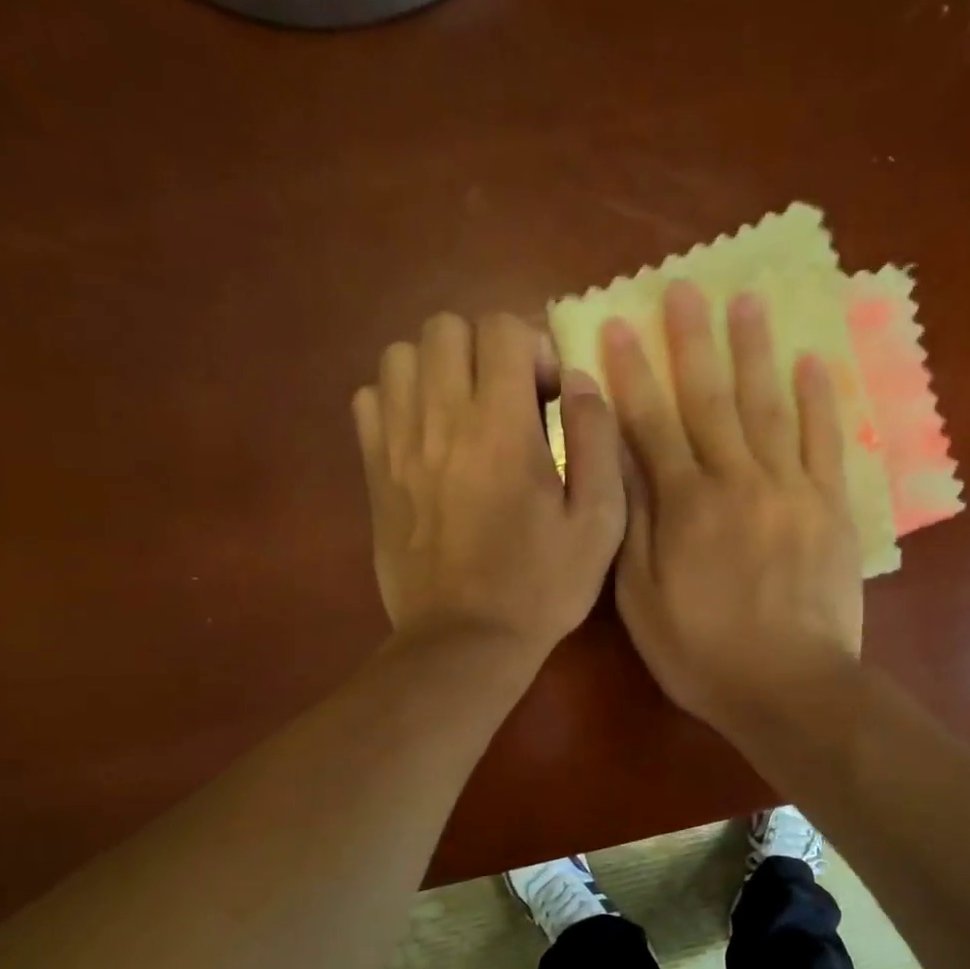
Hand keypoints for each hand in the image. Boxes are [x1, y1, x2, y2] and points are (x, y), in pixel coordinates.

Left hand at [353, 312, 624, 663]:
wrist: (465, 640)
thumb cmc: (542, 585)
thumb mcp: (599, 521)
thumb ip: (597, 439)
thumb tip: (579, 380)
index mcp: (502, 428)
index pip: (502, 327)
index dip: (534, 346)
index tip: (550, 396)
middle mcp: (441, 420)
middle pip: (445, 327)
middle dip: (486, 348)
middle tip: (510, 397)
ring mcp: (398, 444)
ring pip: (401, 355)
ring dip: (439, 368)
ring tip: (466, 410)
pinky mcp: (373, 471)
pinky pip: (370, 398)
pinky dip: (399, 399)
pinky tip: (428, 435)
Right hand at [605, 281, 862, 731]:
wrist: (790, 688)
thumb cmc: (703, 653)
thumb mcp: (642, 600)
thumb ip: (632, 524)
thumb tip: (619, 458)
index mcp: (686, 505)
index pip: (651, 424)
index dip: (633, 374)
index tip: (619, 326)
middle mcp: (737, 480)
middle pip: (711, 399)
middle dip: (694, 342)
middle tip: (685, 288)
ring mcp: (791, 489)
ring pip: (769, 407)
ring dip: (755, 352)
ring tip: (747, 302)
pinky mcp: (831, 507)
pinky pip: (825, 442)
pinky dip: (819, 401)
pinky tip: (811, 363)